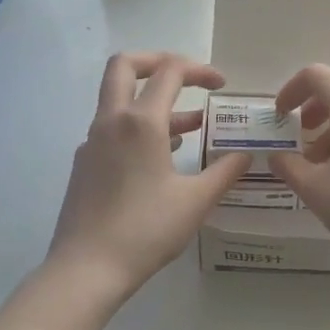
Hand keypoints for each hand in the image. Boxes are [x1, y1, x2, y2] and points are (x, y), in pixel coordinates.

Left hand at [47, 52, 252, 298]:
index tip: (221, 85)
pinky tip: (162, 156)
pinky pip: (113, 128)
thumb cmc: (145, 230)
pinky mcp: (84, 163)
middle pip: (125, 66)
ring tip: (191, 125)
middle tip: (187, 77)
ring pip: (119, 100)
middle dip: (158, 62)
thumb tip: (245, 155)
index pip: (170, 72)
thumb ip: (224, 172)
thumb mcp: (195, 201)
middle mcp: (111, 121)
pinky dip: (138, 127)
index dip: (199, 70)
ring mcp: (92, 141)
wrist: (86, 268)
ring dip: (152, 101)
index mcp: (139, 122)